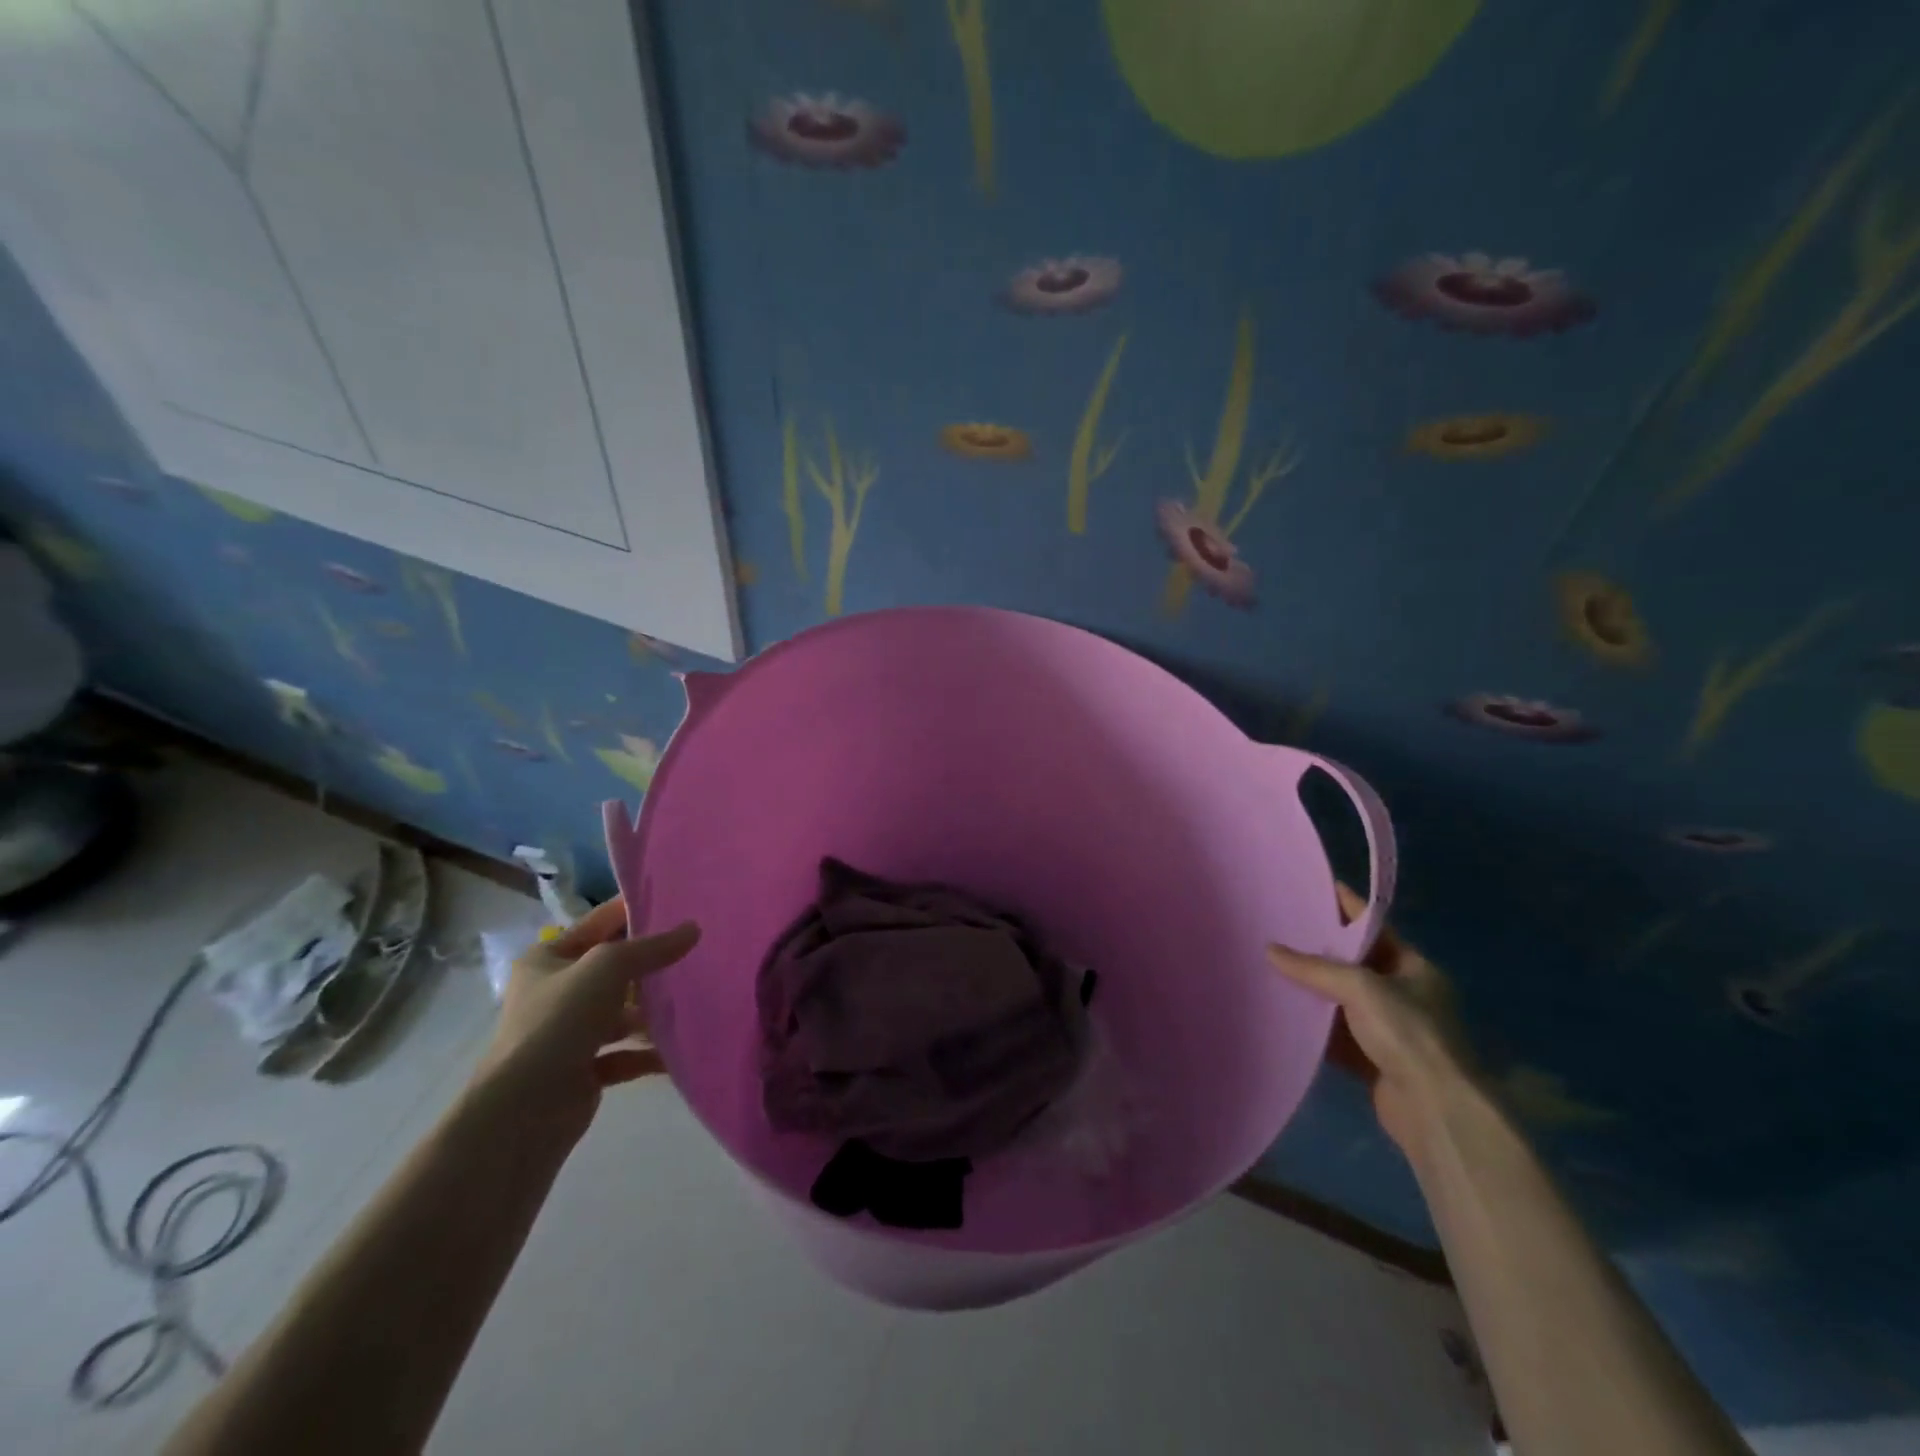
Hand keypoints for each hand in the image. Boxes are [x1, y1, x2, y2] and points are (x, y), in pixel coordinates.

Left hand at [470, 898, 699, 1138]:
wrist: (524, 1110)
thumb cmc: (559, 1021)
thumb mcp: (608, 967)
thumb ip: (652, 947)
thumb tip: (693, 929)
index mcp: (546, 960)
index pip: (596, 923)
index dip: (632, 910)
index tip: (675, 901)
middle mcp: (554, 993)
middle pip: (611, 969)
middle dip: (649, 963)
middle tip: (696, 949)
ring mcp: (567, 1034)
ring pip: (620, 1013)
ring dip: (651, 1011)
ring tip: (695, 998)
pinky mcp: (581, 1072)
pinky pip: (624, 1054)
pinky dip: (649, 1053)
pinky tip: (679, 1049)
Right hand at [1268, 884, 1476, 1158]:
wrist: (1434, 1109)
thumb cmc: (1407, 1034)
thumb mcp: (1360, 988)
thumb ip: (1314, 968)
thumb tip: (1271, 950)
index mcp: (1415, 968)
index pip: (1376, 927)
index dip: (1347, 907)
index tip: (1315, 888)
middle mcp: (1405, 995)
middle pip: (1356, 964)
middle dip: (1321, 950)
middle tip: (1281, 928)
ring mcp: (1391, 1030)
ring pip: (1343, 1001)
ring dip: (1314, 990)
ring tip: (1272, 967)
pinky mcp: (1375, 1060)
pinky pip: (1338, 1035)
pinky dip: (1315, 1027)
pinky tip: (1285, 1014)